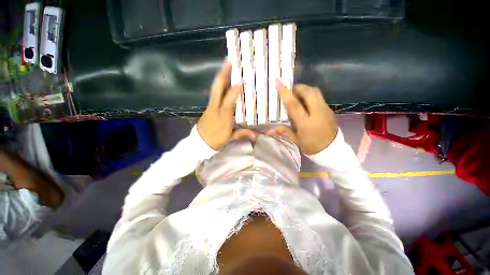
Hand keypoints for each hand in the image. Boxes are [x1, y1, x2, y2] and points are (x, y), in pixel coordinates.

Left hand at [197, 61, 241, 149]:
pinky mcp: (208, 107)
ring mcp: (210, 106)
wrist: (199, 143)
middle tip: (229, 62)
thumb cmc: (215, 140)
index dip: (234, 91)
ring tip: (226, 67)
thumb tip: (255, 135)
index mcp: (222, 116)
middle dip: (222, 74)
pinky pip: (214, 93)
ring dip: (220, 77)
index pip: (228, 101)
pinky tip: (223, 81)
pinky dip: (219, 85)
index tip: (241, 81)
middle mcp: (215, 108)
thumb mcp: (229, 138)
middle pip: (217, 89)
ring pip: (214, 89)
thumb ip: (242, 134)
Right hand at [274, 81, 337, 154]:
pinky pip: (319, 96)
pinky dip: (310, 95)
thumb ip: (284, 132)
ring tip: (296, 95)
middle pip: (308, 92)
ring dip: (304, 90)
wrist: (332, 150)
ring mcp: (325, 109)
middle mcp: (317, 113)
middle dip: (297, 87)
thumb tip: (269, 130)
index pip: (294, 104)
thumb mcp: (296, 140)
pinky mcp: (329, 109)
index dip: (285, 93)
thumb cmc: (311, 146)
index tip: (278, 82)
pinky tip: (305, 103)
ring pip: (315, 91)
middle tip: (289, 92)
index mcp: (306, 123)